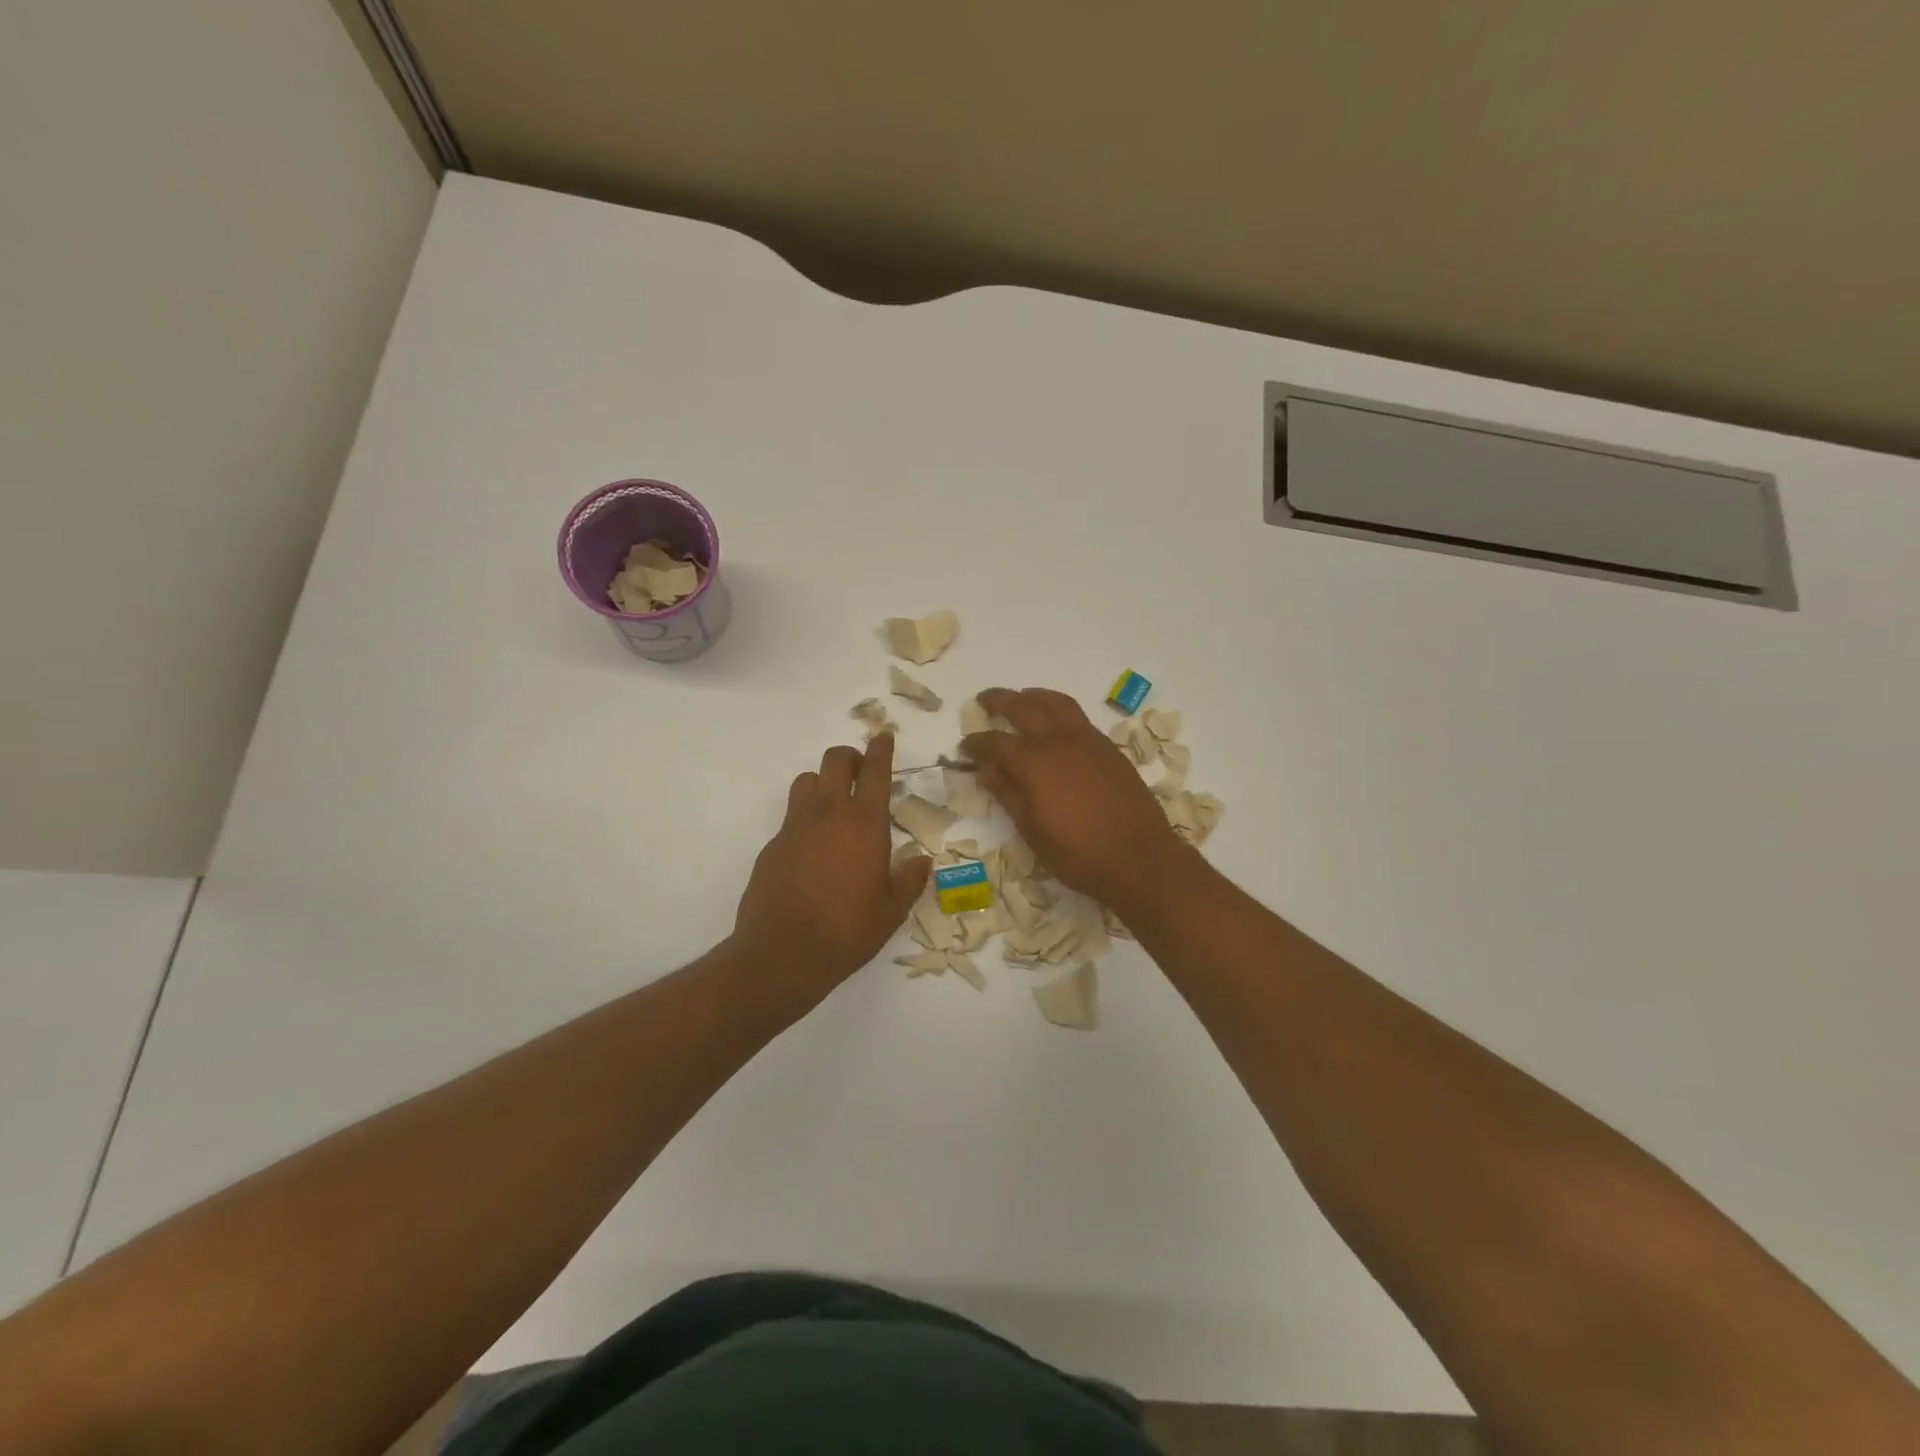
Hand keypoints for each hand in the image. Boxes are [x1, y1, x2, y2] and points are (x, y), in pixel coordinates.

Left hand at [731, 732, 930, 1008]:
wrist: (782, 954)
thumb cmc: (847, 931)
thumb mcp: (891, 910)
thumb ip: (909, 880)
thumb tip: (921, 861)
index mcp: (865, 823)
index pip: (875, 771)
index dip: (881, 749)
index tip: (884, 736)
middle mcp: (829, 813)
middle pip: (835, 761)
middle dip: (850, 757)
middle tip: (860, 771)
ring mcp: (795, 826)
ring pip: (807, 781)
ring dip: (823, 783)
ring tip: (834, 806)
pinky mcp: (772, 844)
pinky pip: (791, 816)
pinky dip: (804, 819)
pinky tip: (811, 849)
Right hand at [961, 688, 1192, 910]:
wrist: (1140, 858)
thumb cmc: (1078, 854)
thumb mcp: (1033, 831)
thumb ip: (1008, 795)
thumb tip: (985, 771)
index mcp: (1035, 764)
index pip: (996, 742)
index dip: (976, 743)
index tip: (964, 747)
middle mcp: (1059, 741)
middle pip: (1024, 707)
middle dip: (1000, 701)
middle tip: (984, 700)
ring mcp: (1088, 741)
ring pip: (1056, 702)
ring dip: (1033, 696)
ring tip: (1021, 698)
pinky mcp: (1109, 748)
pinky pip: (1078, 716)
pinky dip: (1059, 709)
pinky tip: (1055, 723)